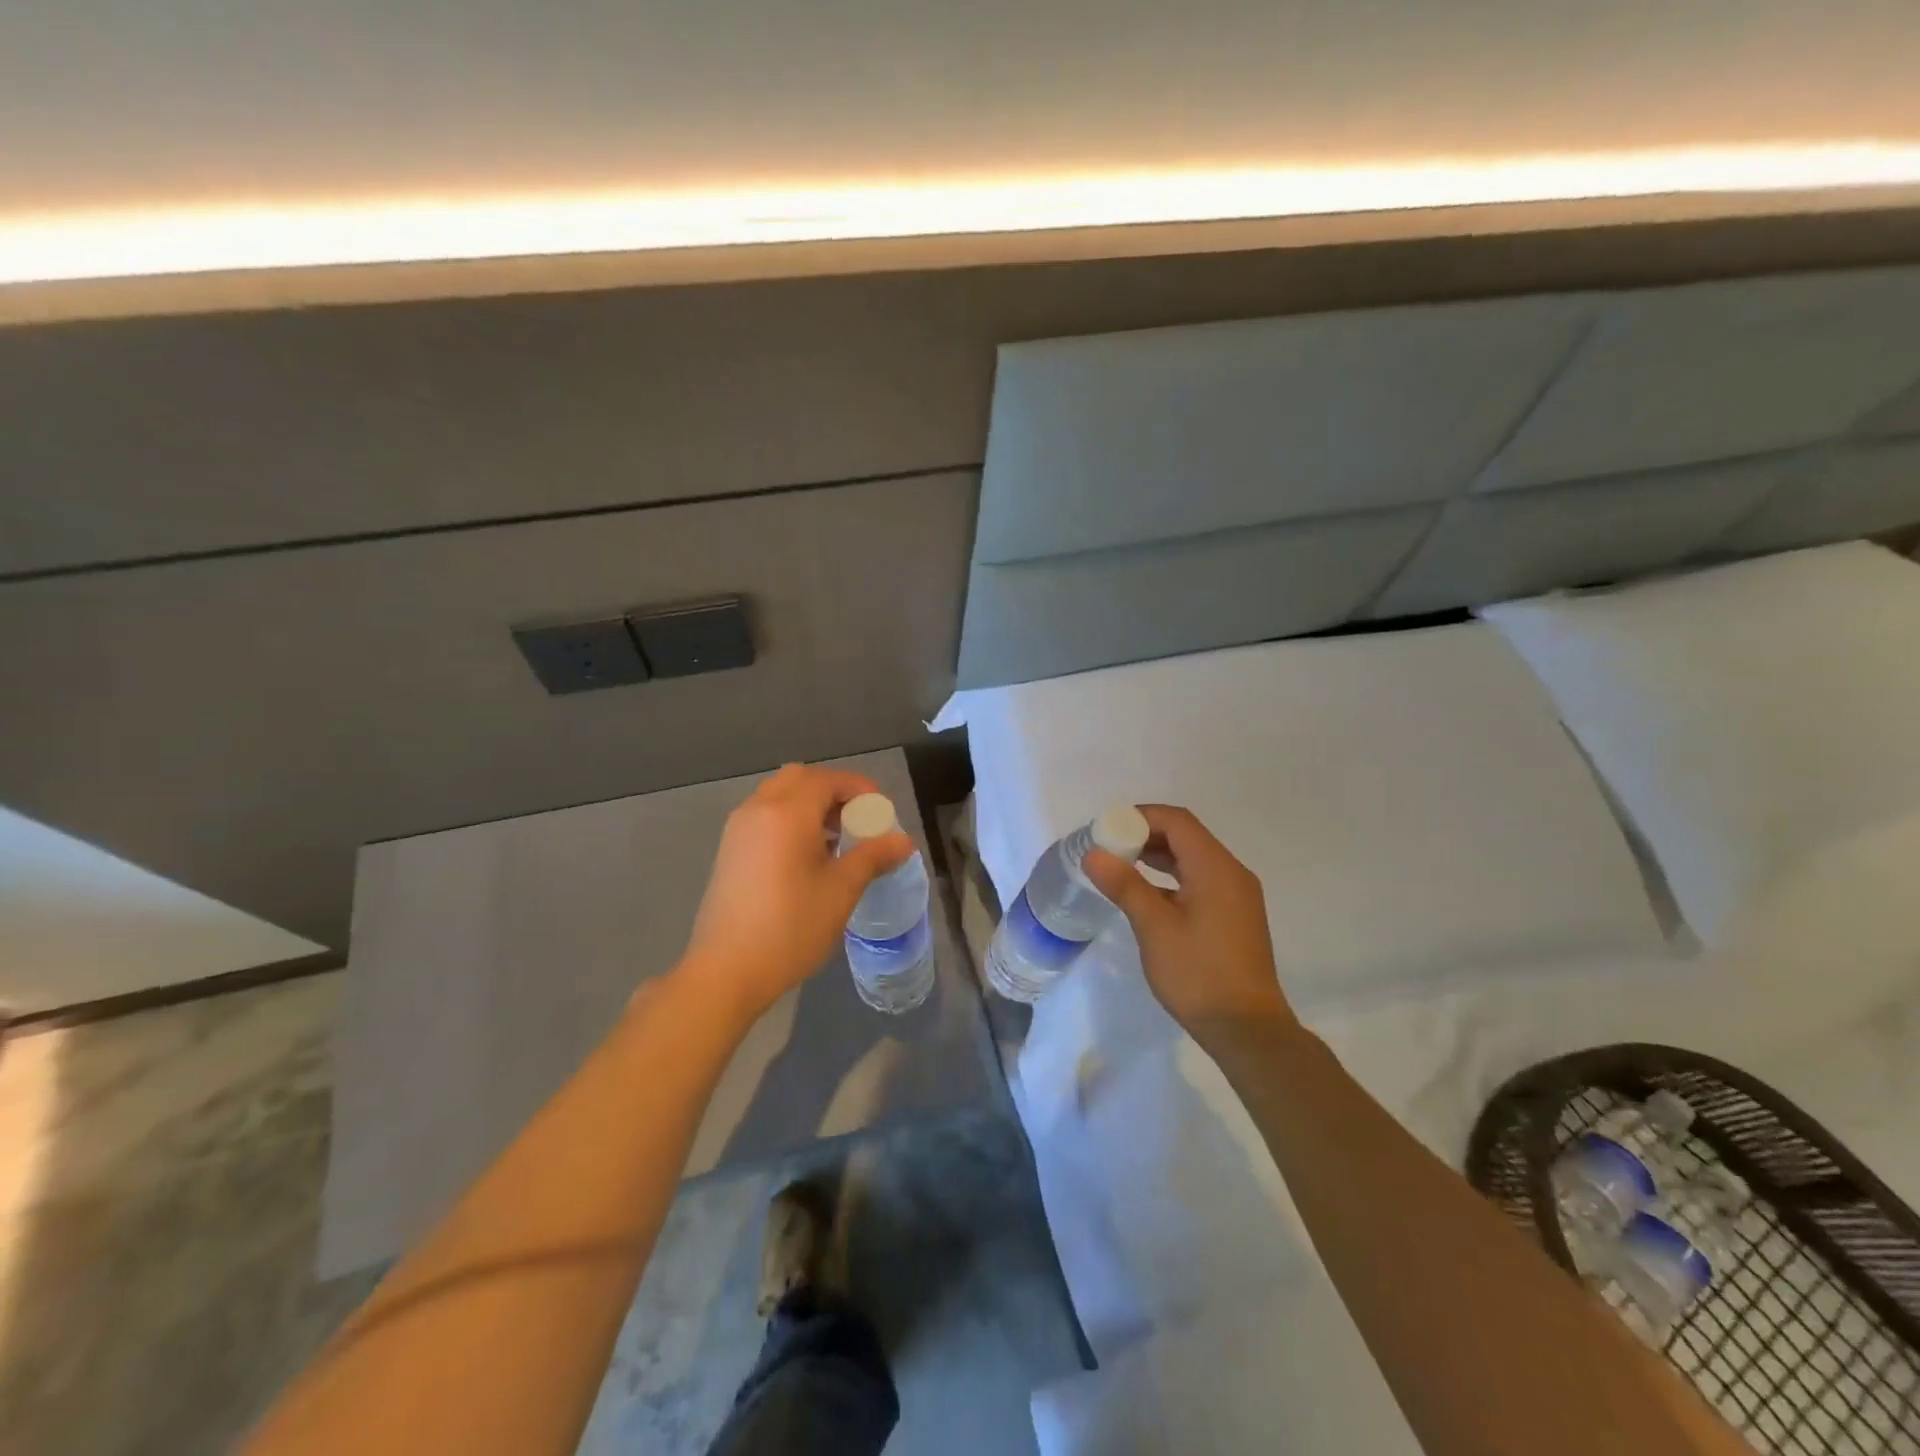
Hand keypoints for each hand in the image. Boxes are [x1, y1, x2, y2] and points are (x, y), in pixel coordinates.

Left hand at [677, 764, 912, 1023]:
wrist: (727, 970)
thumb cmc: (791, 926)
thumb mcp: (842, 890)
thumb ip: (873, 857)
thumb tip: (904, 841)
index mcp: (787, 812)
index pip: (829, 780)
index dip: (860, 789)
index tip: (882, 813)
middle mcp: (759, 809)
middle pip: (800, 778)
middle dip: (833, 791)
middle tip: (857, 820)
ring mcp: (738, 828)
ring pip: (779, 795)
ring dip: (810, 804)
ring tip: (835, 840)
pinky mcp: (729, 849)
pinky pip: (764, 815)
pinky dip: (789, 818)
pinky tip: (805, 856)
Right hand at [1083, 804, 1295, 1046]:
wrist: (1247, 1029)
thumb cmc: (1198, 973)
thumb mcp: (1154, 927)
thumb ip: (1124, 885)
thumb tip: (1093, 853)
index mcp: (1215, 868)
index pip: (1176, 821)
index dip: (1140, 816)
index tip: (1106, 829)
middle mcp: (1231, 873)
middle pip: (1186, 836)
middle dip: (1145, 834)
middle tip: (1108, 847)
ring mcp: (1237, 896)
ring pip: (1193, 859)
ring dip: (1158, 856)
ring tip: (1120, 866)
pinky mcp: (1235, 916)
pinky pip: (1200, 880)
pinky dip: (1172, 877)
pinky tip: (1147, 895)